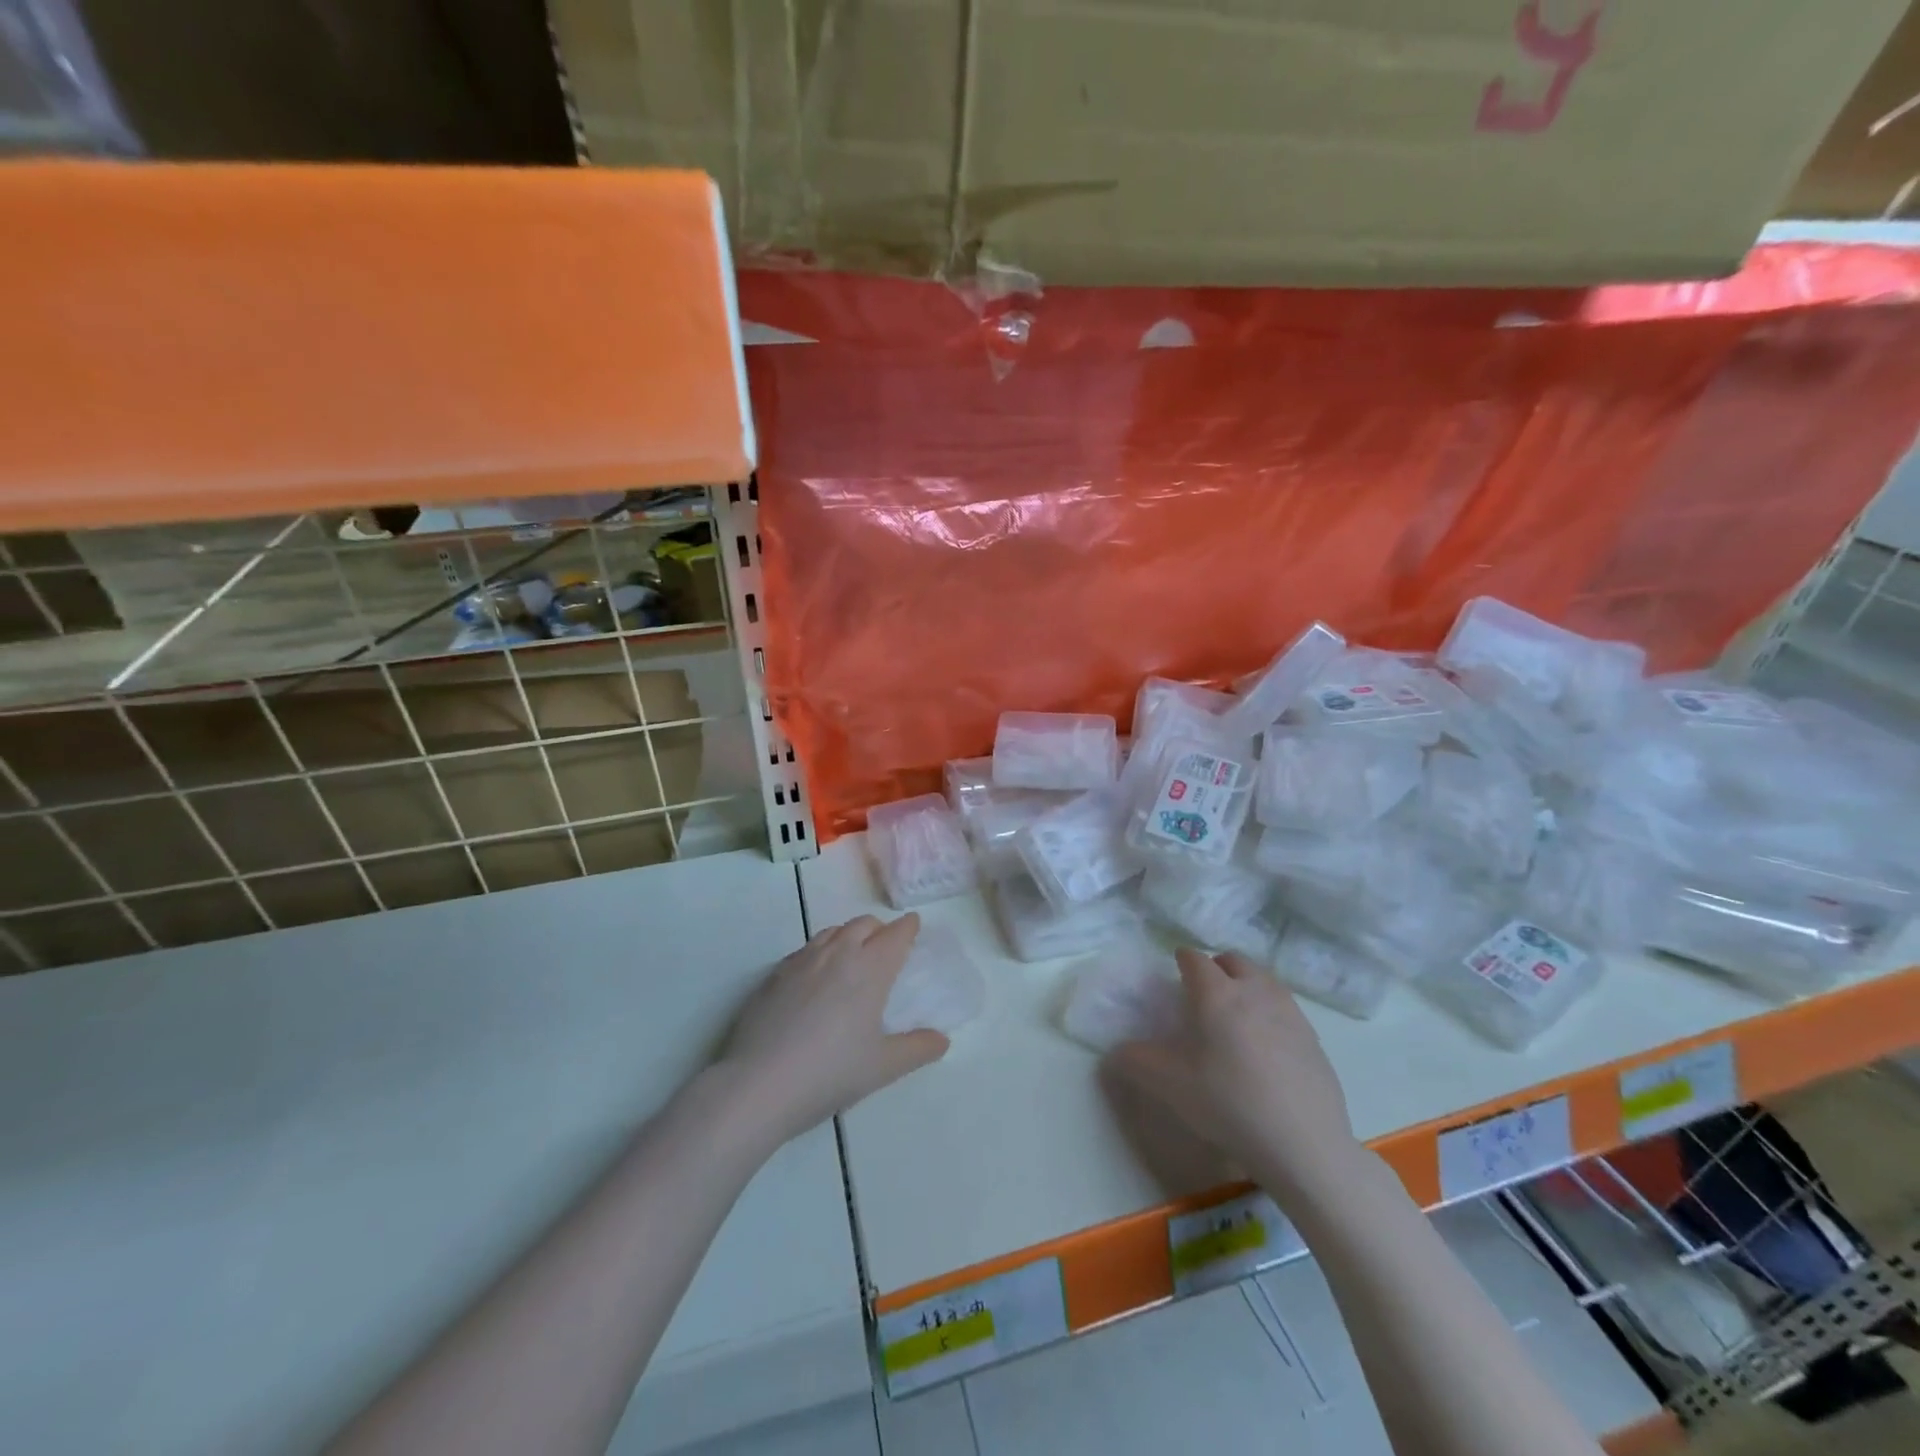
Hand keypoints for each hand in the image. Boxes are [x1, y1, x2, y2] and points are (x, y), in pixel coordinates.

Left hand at [720, 913, 948, 1146]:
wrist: (759, 1084)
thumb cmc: (829, 1073)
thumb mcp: (882, 1067)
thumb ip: (916, 1049)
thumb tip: (942, 1040)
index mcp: (870, 970)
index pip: (895, 935)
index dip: (907, 927)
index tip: (913, 925)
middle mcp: (838, 954)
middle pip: (863, 924)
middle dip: (879, 928)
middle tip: (886, 944)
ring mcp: (802, 961)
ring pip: (831, 931)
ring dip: (848, 935)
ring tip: (852, 954)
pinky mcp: (774, 975)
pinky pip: (804, 949)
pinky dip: (820, 950)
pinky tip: (815, 974)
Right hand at [1109, 948, 1360, 1203]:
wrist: (1304, 1144)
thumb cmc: (1228, 1103)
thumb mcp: (1169, 1085)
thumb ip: (1135, 1061)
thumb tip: (1115, 1052)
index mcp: (1216, 993)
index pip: (1194, 958)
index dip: (1181, 961)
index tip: (1175, 974)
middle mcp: (1254, 990)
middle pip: (1234, 961)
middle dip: (1216, 968)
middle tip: (1203, 995)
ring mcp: (1289, 1012)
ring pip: (1263, 980)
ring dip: (1246, 986)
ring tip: (1236, 1017)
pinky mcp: (1313, 1038)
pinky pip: (1285, 1009)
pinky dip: (1270, 1013)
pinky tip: (1266, 1049)